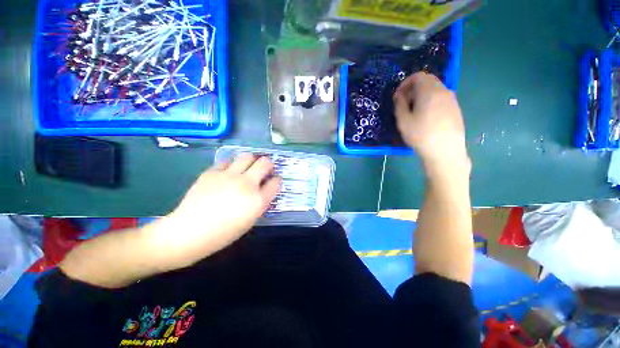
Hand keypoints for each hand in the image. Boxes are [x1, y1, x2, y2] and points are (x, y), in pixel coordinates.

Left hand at [151, 154, 280, 268]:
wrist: (189, 232)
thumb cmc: (224, 233)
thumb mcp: (250, 220)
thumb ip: (260, 202)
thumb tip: (263, 189)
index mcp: (258, 200)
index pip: (276, 182)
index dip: (277, 180)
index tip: (273, 181)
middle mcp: (246, 184)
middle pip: (265, 163)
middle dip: (268, 164)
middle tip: (265, 168)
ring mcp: (229, 176)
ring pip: (247, 156)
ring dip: (251, 160)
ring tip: (248, 166)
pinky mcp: (212, 172)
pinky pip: (227, 161)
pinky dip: (231, 164)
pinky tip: (228, 172)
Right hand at [393, 72, 469, 175]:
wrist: (445, 151)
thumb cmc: (421, 135)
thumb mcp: (403, 121)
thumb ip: (400, 105)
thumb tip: (399, 96)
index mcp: (430, 91)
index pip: (418, 76)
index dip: (405, 83)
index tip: (398, 96)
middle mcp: (443, 91)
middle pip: (428, 81)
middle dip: (413, 89)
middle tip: (404, 104)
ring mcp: (452, 100)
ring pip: (435, 90)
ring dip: (422, 96)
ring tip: (414, 112)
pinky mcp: (456, 109)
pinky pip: (441, 98)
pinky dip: (431, 101)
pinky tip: (426, 117)